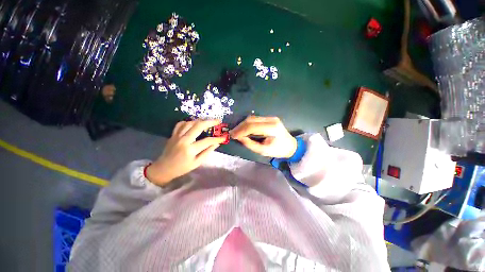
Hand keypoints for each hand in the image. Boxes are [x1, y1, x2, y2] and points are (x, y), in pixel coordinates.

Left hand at [146, 119, 225, 185]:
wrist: (164, 168)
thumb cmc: (182, 168)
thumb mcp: (197, 162)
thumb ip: (207, 151)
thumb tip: (217, 143)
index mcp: (191, 149)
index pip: (208, 140)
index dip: (217, 138)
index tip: (223, 137)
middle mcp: (184, 140)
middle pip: (199, 126)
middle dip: (210, 122)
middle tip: (218, 121)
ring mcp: (177, 136)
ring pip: (190, 123)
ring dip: (200, 121)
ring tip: (207, 122)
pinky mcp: (173, 134)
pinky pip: (180, 124)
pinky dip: (188, 122)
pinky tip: (193, 123)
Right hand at [230, 116, 296, 157]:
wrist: (290, 145)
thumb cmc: (278, 150)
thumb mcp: (263, 151)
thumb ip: (250, 144)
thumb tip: (239, 137)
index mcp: (272, 128)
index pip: (252, 126)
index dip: (240, 130)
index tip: (232, 135)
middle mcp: (271, 120)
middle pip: (251, 120)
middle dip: (240, 126)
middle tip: (232, 133)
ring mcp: (271, 117)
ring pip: (252, 118)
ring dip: (243, 124)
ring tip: (236, 132)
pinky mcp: (269, 118)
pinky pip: (255, 119)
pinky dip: (247, 124)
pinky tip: (243, 129)